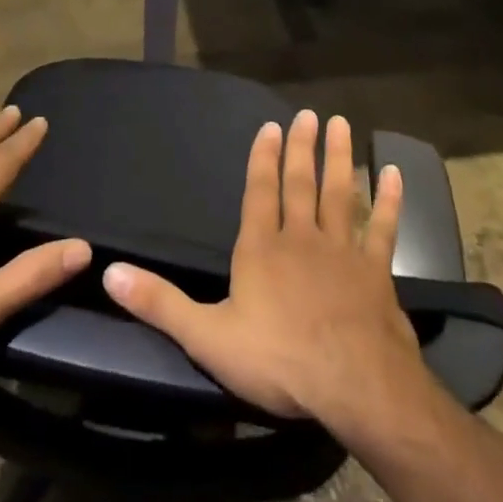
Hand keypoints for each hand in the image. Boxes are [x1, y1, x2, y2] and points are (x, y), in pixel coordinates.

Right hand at [102, 110, 426, 430]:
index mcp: (261, 249)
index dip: (263, 159)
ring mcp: (342, 252)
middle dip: (302, 148)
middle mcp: (301, 238)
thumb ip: (160, 303)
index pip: (260, 193)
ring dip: (339, 159)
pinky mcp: (377, 273)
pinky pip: (382, 229)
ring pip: (339, 194)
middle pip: (301, 184)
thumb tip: (109, 274)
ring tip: (340, 124)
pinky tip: (393, 174)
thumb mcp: (207, 336)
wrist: (356, 387)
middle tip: (309, 114)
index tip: (270, 126)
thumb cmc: (279, 359)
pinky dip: (389, 201)